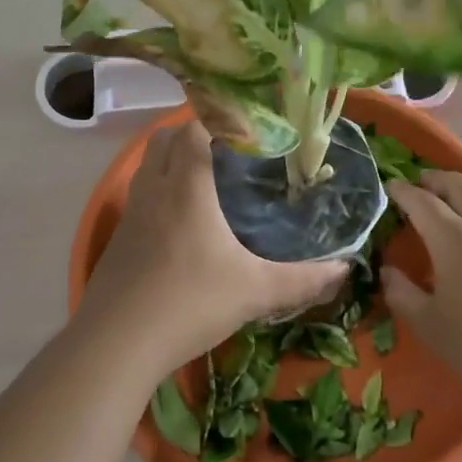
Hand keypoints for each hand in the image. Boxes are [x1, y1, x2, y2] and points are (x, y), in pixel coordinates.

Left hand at [79, 122, 346, 375]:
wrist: (117, 344)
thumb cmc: (189, 304)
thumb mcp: (255, 292)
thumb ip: (302, 279)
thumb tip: (344, 268)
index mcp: (186, 187)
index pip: (193, 128)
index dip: (219, 118)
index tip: (249, 126)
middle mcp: (153, 189)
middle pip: (164, 138)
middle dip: (193, 133)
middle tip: (231, 150)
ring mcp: (130, 213)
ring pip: (148, 166)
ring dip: (173, 161)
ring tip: (208, 180)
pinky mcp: (118, 238)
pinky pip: (140, 196)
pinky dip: (160, 191)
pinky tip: (183, 222)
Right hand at [383, 171, 461, 406]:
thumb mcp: (429, 324)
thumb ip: (402, 294)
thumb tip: (388, 272)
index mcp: (454, 239)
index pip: (423, 203)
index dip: (403, 192)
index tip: (390, 185)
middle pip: (461, 186)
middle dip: (437, 179)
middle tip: (420, 183)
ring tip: (453, 196)